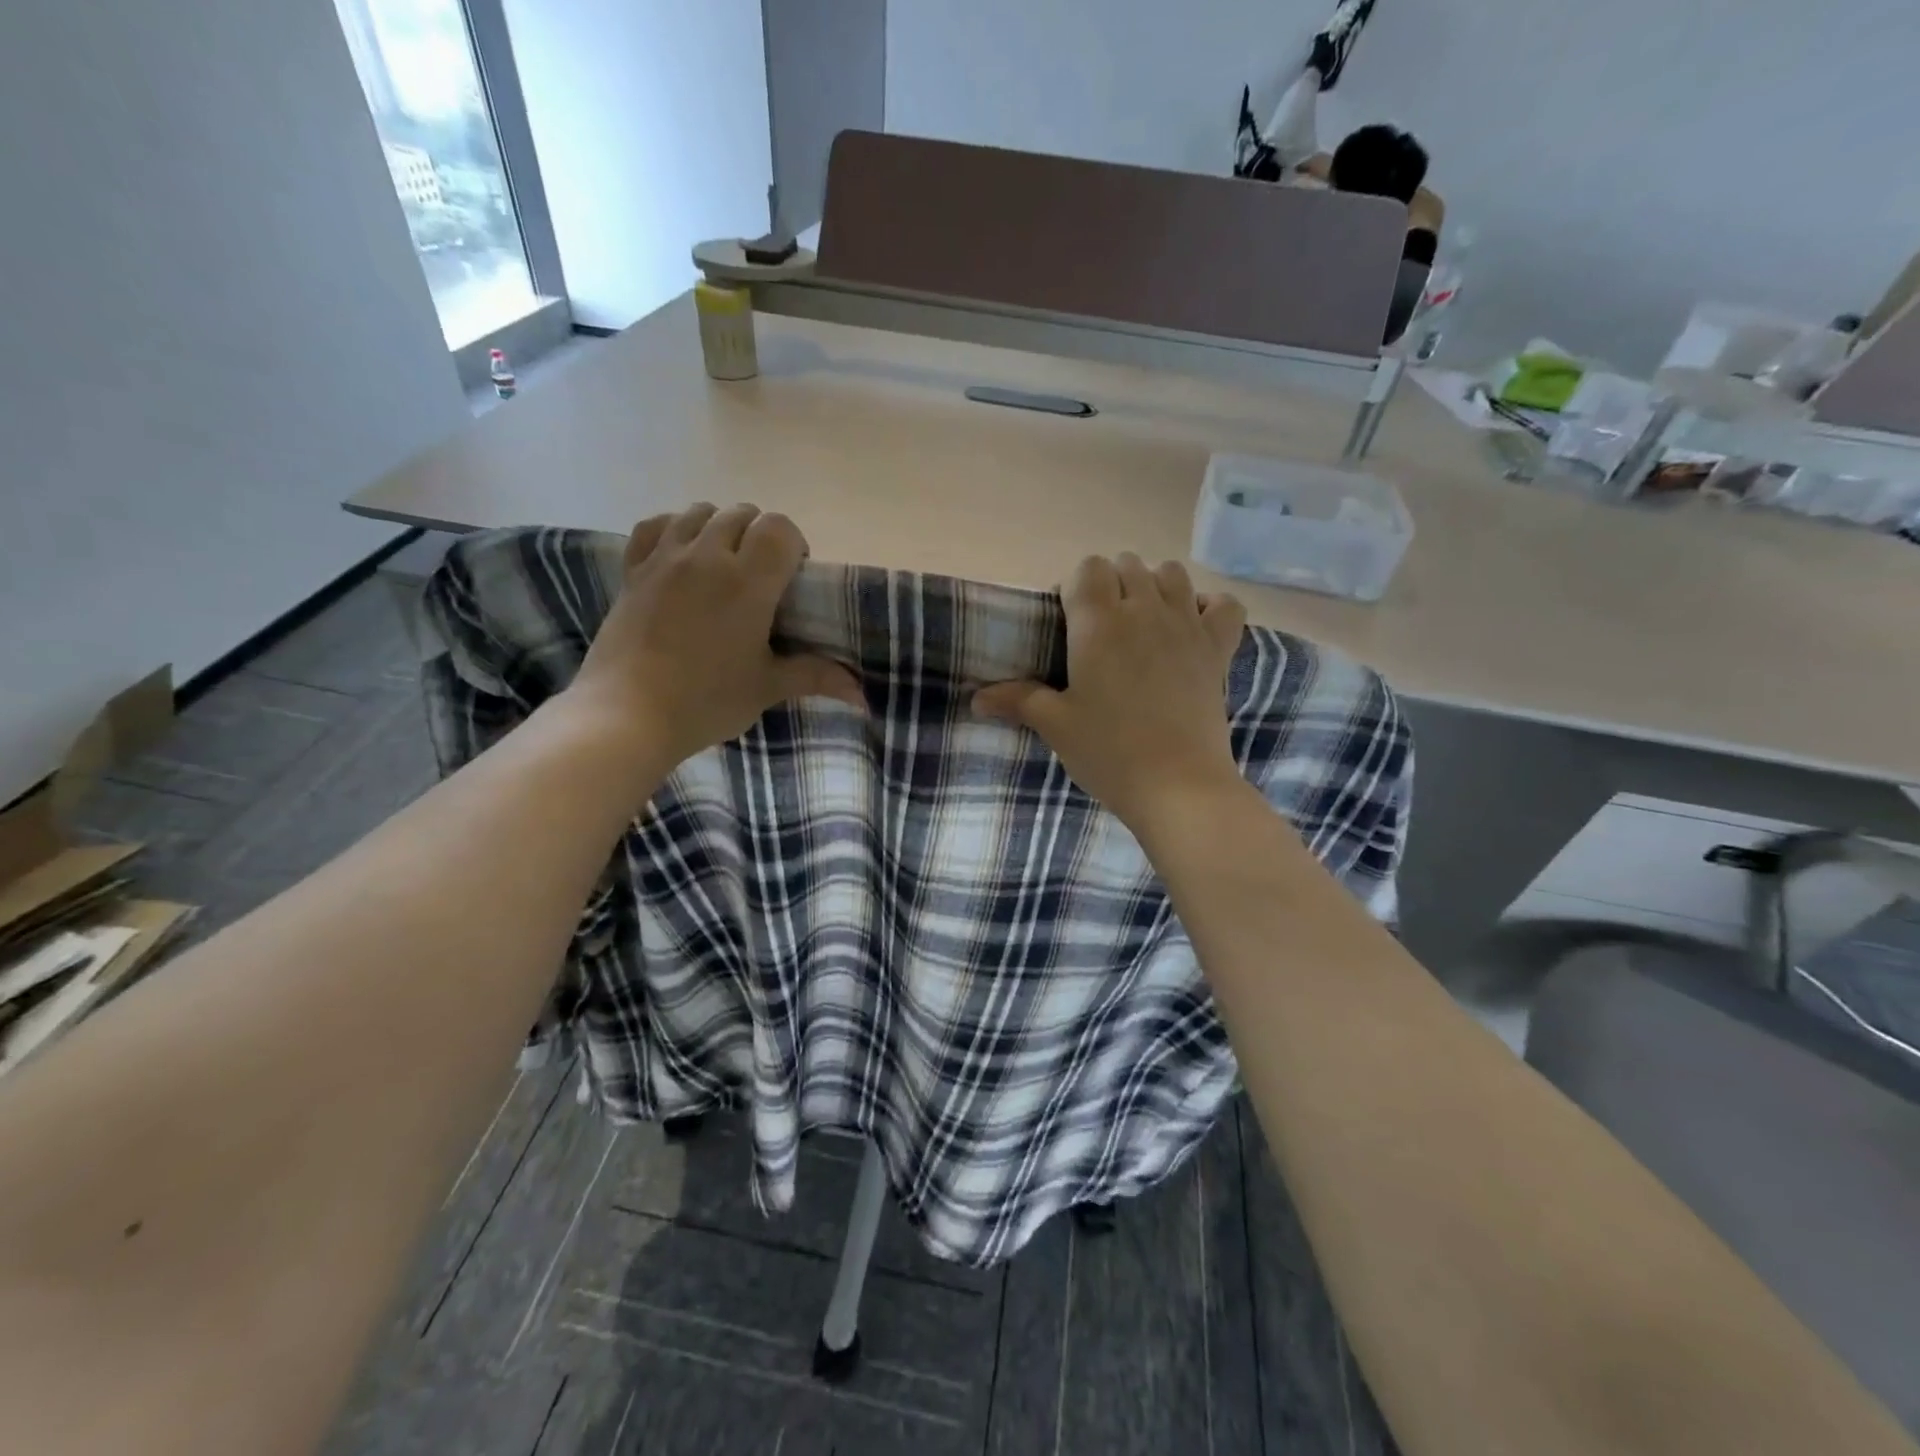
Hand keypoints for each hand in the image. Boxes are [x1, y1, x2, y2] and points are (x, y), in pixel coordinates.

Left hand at [569, 504, 863, 770]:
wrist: (626, 715)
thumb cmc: (705, 701)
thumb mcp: (766, 688)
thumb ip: (815, 677)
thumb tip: (863, 695)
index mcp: (747, 581)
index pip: (779, 528)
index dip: (793, 544)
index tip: (793, 578)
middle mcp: (706, 556)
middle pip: (743, 514)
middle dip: (760, 536)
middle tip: (762, 579)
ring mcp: (665, 558)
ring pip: (701, 512)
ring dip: (721, 527)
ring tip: (723, 565)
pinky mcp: (634, 570)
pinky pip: (656, 525)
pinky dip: (675, 529)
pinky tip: (681, 555)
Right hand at [973, 554, 1247, 835]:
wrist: (1178, 786)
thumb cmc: (1109, 752)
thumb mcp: (1056, 726)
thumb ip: (1018, 700)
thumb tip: (976, 699)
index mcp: (1099, 623)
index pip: (1087, 568)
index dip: (1075, 588)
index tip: (1069, 623)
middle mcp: (1144, 610)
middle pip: (1127, 565)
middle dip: (1110, 585)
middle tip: (1100, 631)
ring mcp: (1187, 626)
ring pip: (1172, 573)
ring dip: (1154, 587)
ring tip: (1142, 624)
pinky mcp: (1219, 649)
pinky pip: (1223, 605)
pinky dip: (1208, 607)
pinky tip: (1192, 627)